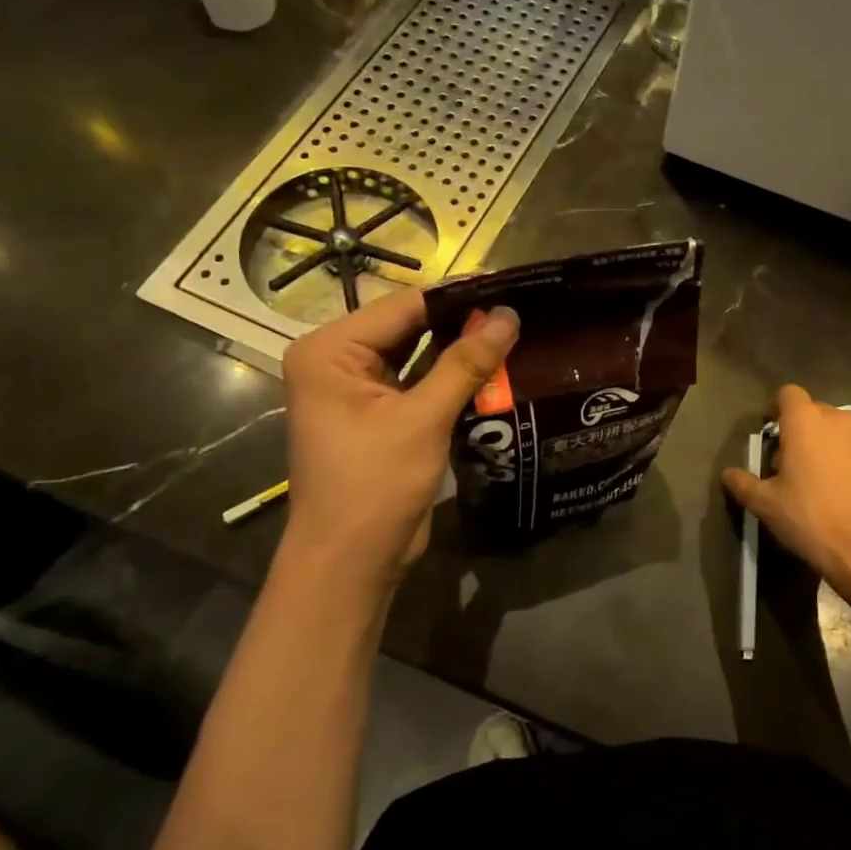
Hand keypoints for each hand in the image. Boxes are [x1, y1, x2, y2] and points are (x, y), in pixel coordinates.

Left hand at [279, 289, 518, 589]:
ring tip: (516, 333)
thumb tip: (509, 316)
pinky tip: (496, 369)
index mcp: (330, 351)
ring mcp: (360, 390)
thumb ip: (466, 363)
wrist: (351, 562)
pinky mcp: (381, 415)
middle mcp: (340, 361)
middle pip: (411, 328)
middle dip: (462, 323)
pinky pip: (421, 383)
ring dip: (461, 351)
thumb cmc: (374, 485)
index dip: (458, 297)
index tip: (510, 287)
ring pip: (420, 355)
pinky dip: (453, 379)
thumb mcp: (423, 419)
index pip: (404, 307)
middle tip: (520, 310)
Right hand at [721, 385, 850, 611]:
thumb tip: (728, 474)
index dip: (779, 409)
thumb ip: (744, 484)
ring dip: (834, 450)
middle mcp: (842, 421)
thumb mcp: (766, 506)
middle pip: (818, 413)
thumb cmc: (812, 519)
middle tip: (794, 467)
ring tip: (826, 485)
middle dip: (805, 432)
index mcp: (806, 422)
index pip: (788, 394)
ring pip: (846, 435)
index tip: (774, 435)